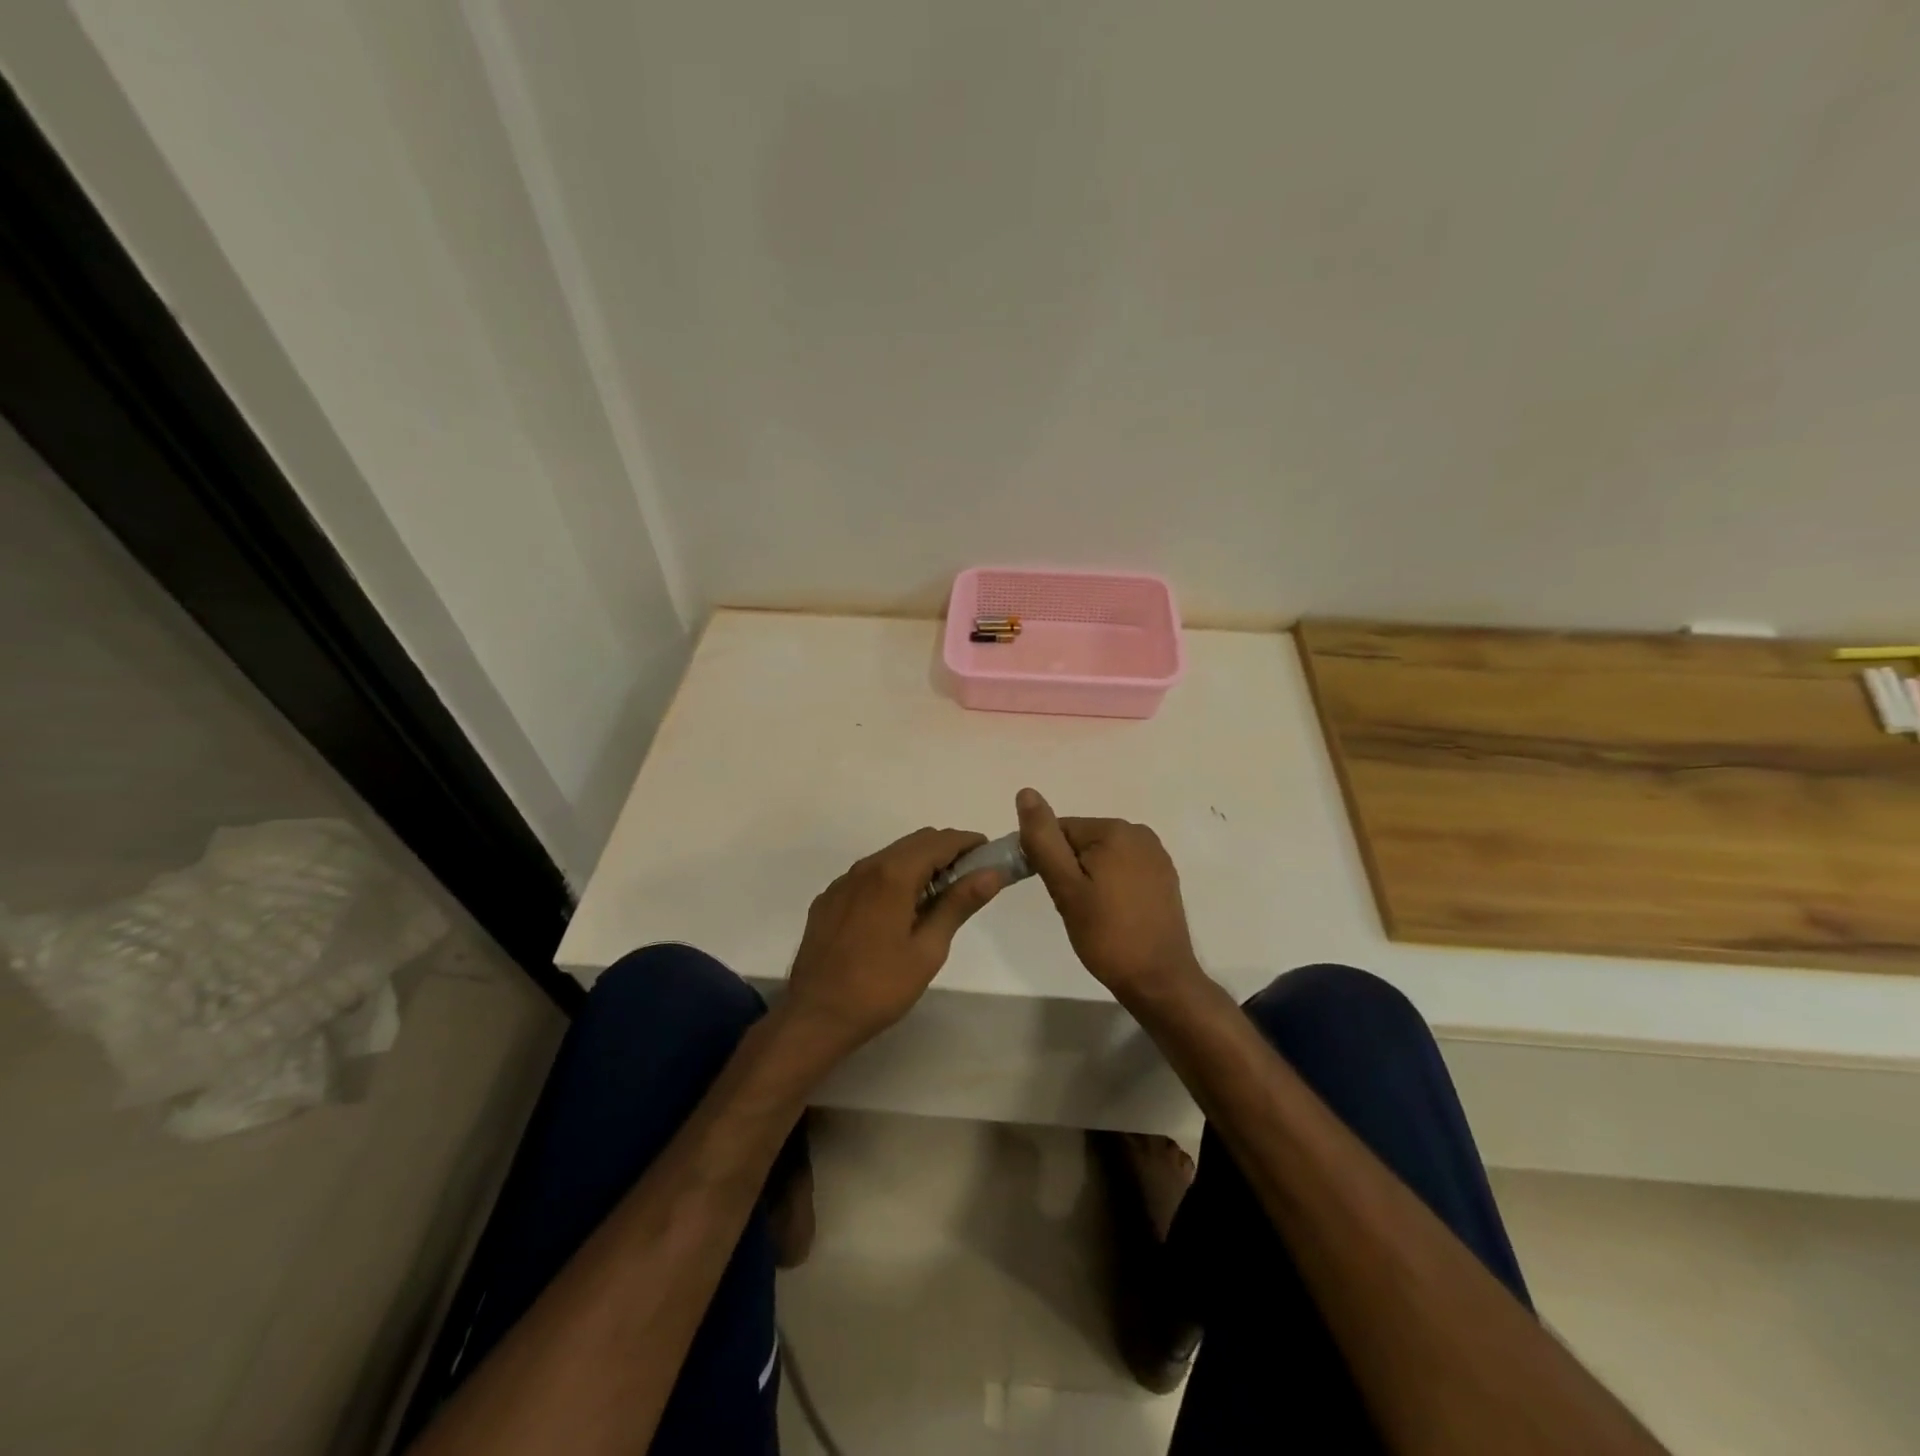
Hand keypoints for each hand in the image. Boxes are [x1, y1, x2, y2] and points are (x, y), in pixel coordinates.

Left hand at [783, 827, 1003, 1056]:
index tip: (990, 856)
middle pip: (915, 842)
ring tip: (938, 898)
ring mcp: (843, 882)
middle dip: (947, 851)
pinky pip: (868, 876)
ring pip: (890, 856)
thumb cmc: (879, 987)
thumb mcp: (928, 949)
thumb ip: (959, 904)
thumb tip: (992, 873)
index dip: (969, 843)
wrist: (815, 1016)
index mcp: (893, 874)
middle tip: (970, 879)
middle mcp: (866, 867)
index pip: (940, 841)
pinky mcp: (829, 899)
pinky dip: (893, 879)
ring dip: (919, 865)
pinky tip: (898, 912)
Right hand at [1016, 788, 1201, 1002]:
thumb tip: (1026, 793)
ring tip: (1093, 914)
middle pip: (1082, 841)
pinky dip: (1111, 886)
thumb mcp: (1065, 887)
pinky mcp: (1164, 878)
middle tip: (1074, 908)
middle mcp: (1140, 833)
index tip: (1053, 893)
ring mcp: (1156, 856)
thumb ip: (1043, 840)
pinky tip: (1113, 915)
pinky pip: (1123, 870)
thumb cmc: (1107, 934)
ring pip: (1102, 857)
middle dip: (1070, 870)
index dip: (1047, 860)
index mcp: (1115, 830)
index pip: (1061, 830)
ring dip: (1089, 879)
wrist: (1159, 980)